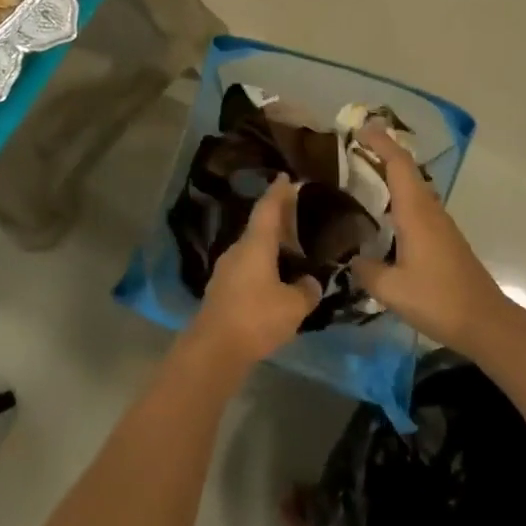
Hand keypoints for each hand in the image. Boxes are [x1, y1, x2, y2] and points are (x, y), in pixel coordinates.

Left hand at [187, 177, 322, 368]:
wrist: (214, 348)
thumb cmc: (256, 318)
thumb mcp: (293, 306)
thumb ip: (306, 290)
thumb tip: (311, 282)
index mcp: (255, 244)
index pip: (268, 209)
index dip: (278, 192)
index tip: (286, 177)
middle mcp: (237, 250)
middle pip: (259, 226)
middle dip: (278, 218)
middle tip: (296, 211)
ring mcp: (226, 270)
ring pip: (252, 247)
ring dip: (270, 244)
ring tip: (291, 247)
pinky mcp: (222, 290)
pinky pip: (247, 266)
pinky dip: (262, 263)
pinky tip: (275, 277)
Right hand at [350, 126, 516, 352]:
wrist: (487, 324)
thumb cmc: (439, 300)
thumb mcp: (391, 290)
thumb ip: (365, 270)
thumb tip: (349, 258)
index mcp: (416, 212)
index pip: (398, 163)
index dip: (380, 142)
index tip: (358, 129)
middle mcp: (429, 210)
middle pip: (406, 169)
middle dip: (381, 153)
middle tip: (350, 149)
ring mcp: (439, 224)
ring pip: (412, 187)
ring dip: (390, 174)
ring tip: (359, 176)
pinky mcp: (444, 239)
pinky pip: (416, 204)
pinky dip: (397, 196)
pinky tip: (381, 214)